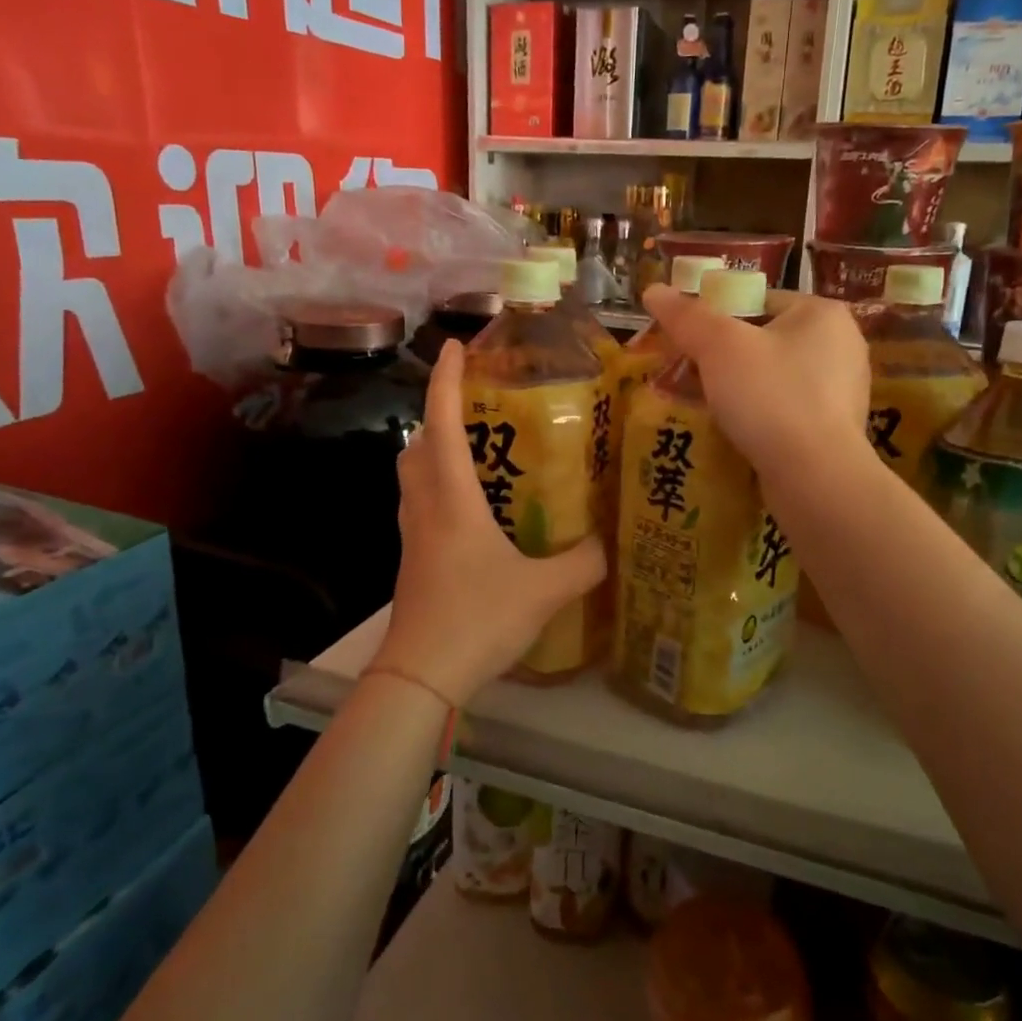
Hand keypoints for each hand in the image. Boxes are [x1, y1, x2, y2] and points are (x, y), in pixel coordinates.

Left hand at [370, 340, 607, 706]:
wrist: (422, 674)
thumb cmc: (478, 618)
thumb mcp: (544, 590)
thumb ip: (583, 563)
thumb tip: (609, 544)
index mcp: (452, 499)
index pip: (441, 423)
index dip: (445, 380)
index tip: (454, 346)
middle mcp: (425, 508)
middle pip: (418, 445)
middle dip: (438, 415)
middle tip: (476, 407)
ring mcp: (412, 536)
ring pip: (412, 476)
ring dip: (433, 452)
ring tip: (475, 452)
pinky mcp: (412, 561)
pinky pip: (419, 506)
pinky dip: (437, 488)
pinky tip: (472, 511)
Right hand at [640, 284, 870, 477]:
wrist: (815, 477)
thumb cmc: (770, 396)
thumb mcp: (719, 347)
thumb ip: (686, 316)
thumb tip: (652, 290)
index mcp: (822, 313)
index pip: (758, 299)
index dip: (716, 317)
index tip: (686, 341)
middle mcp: (842, 346)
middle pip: (765, 340)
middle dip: (723, 357)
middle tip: (687, 375)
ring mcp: (842, 391)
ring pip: (773, 378)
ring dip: (738, 389)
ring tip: (704, 404)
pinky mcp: (835, 430)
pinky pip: (785, 410)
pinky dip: (759, 416)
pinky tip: (735, 431)